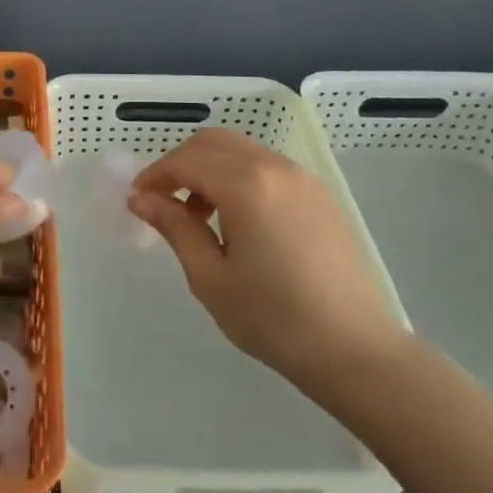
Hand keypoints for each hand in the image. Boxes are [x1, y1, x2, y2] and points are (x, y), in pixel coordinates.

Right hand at [130, 128, 407, 391]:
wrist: (355, 349)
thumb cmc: (274, 319)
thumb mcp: (211, 278)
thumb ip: (175, 228)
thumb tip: (141, 199)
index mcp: (246, 185)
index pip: (186, 161)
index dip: (155, 175)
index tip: (137, 199)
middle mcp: (274, 167)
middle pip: (213, 142)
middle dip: (180, 163)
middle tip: (162, 200)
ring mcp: (301, 177)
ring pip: (240, 150)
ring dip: (209, 167)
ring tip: (197, 215)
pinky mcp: (318, 193)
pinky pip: (266, 165)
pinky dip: (238, 175)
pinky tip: (235, 218)